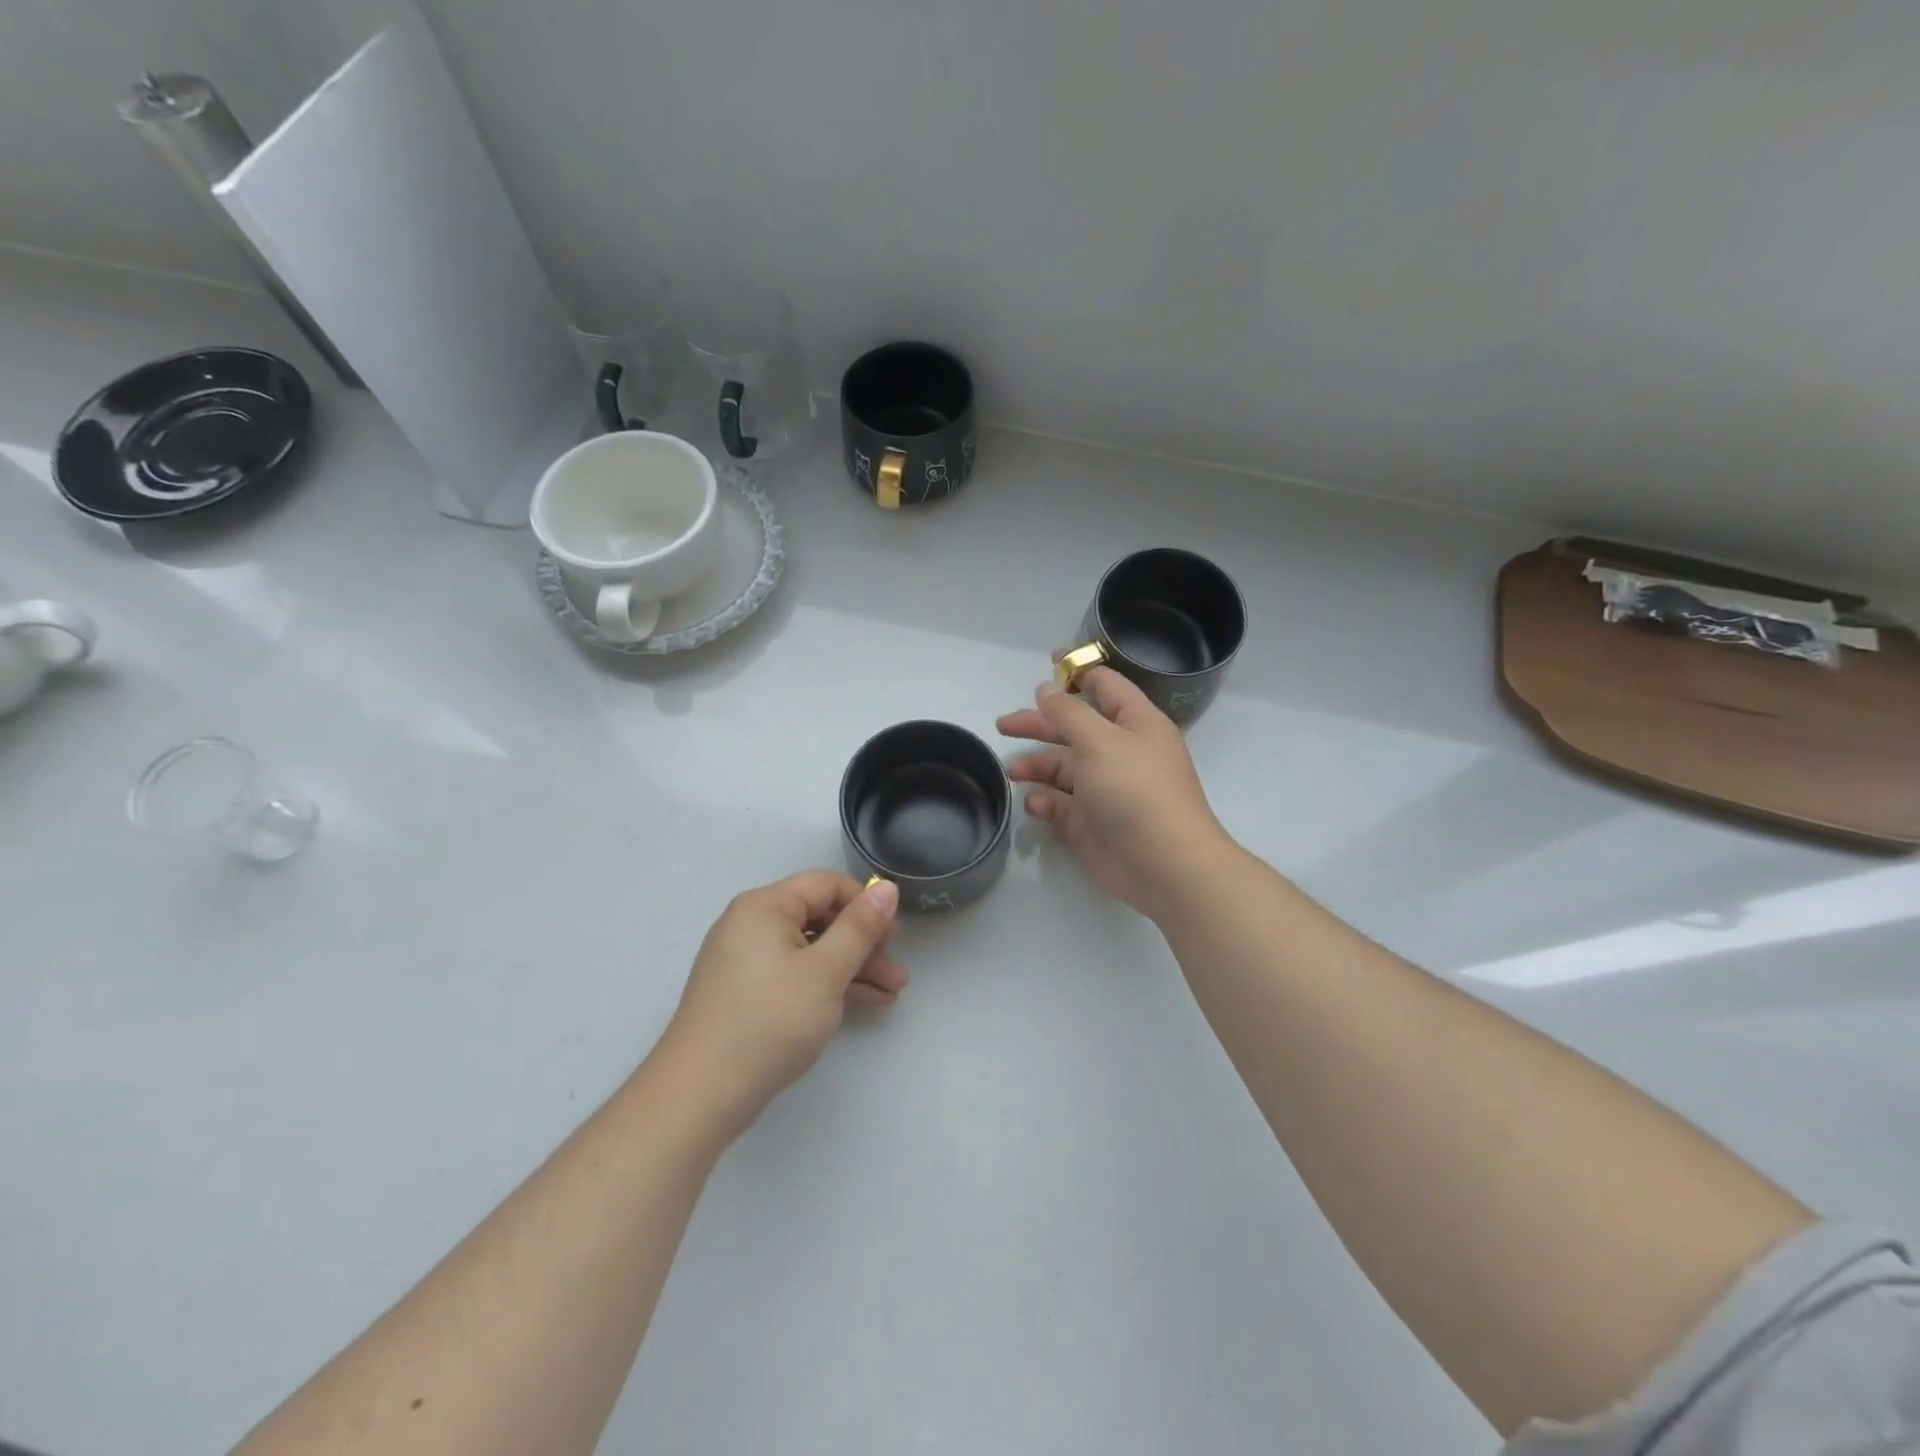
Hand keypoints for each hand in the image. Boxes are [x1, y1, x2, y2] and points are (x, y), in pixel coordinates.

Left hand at [662, 872, 905, 1132]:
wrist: (700, 1095)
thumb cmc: (769, 1021)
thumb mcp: (825, 971)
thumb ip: (860, 927)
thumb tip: (887, 888)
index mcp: (764, 907)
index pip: (825, 885)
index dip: (864, 904)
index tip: (894, 935)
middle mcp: (751, 925)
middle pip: (819, 919)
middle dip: (863, 944)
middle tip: (897, 971)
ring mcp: (746, 962)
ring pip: (811, 952)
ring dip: (852, 969)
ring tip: (892, 993)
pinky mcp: (746, 995)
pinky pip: (796, 976)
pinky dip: (827, 987)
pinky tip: (865, 1005)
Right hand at [998, 669, 1228, 918]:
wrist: (1163, 865)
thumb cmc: (1135, 790)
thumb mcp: (1100, 741)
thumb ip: (1068, 712)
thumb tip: (1046, 689)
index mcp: (1134, 723)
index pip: (1104, 686)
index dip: (1076, 671)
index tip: (1047, 663)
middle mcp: (1119, 751)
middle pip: (1073, 727)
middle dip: (1039, 724)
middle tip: (1003, 725)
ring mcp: (1104, 788)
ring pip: (1062, 766)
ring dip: (1036, 765)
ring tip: (1012, 771)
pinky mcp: (1090, 821)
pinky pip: (1061, 803)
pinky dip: (1045, 800)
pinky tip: (1036, 804)